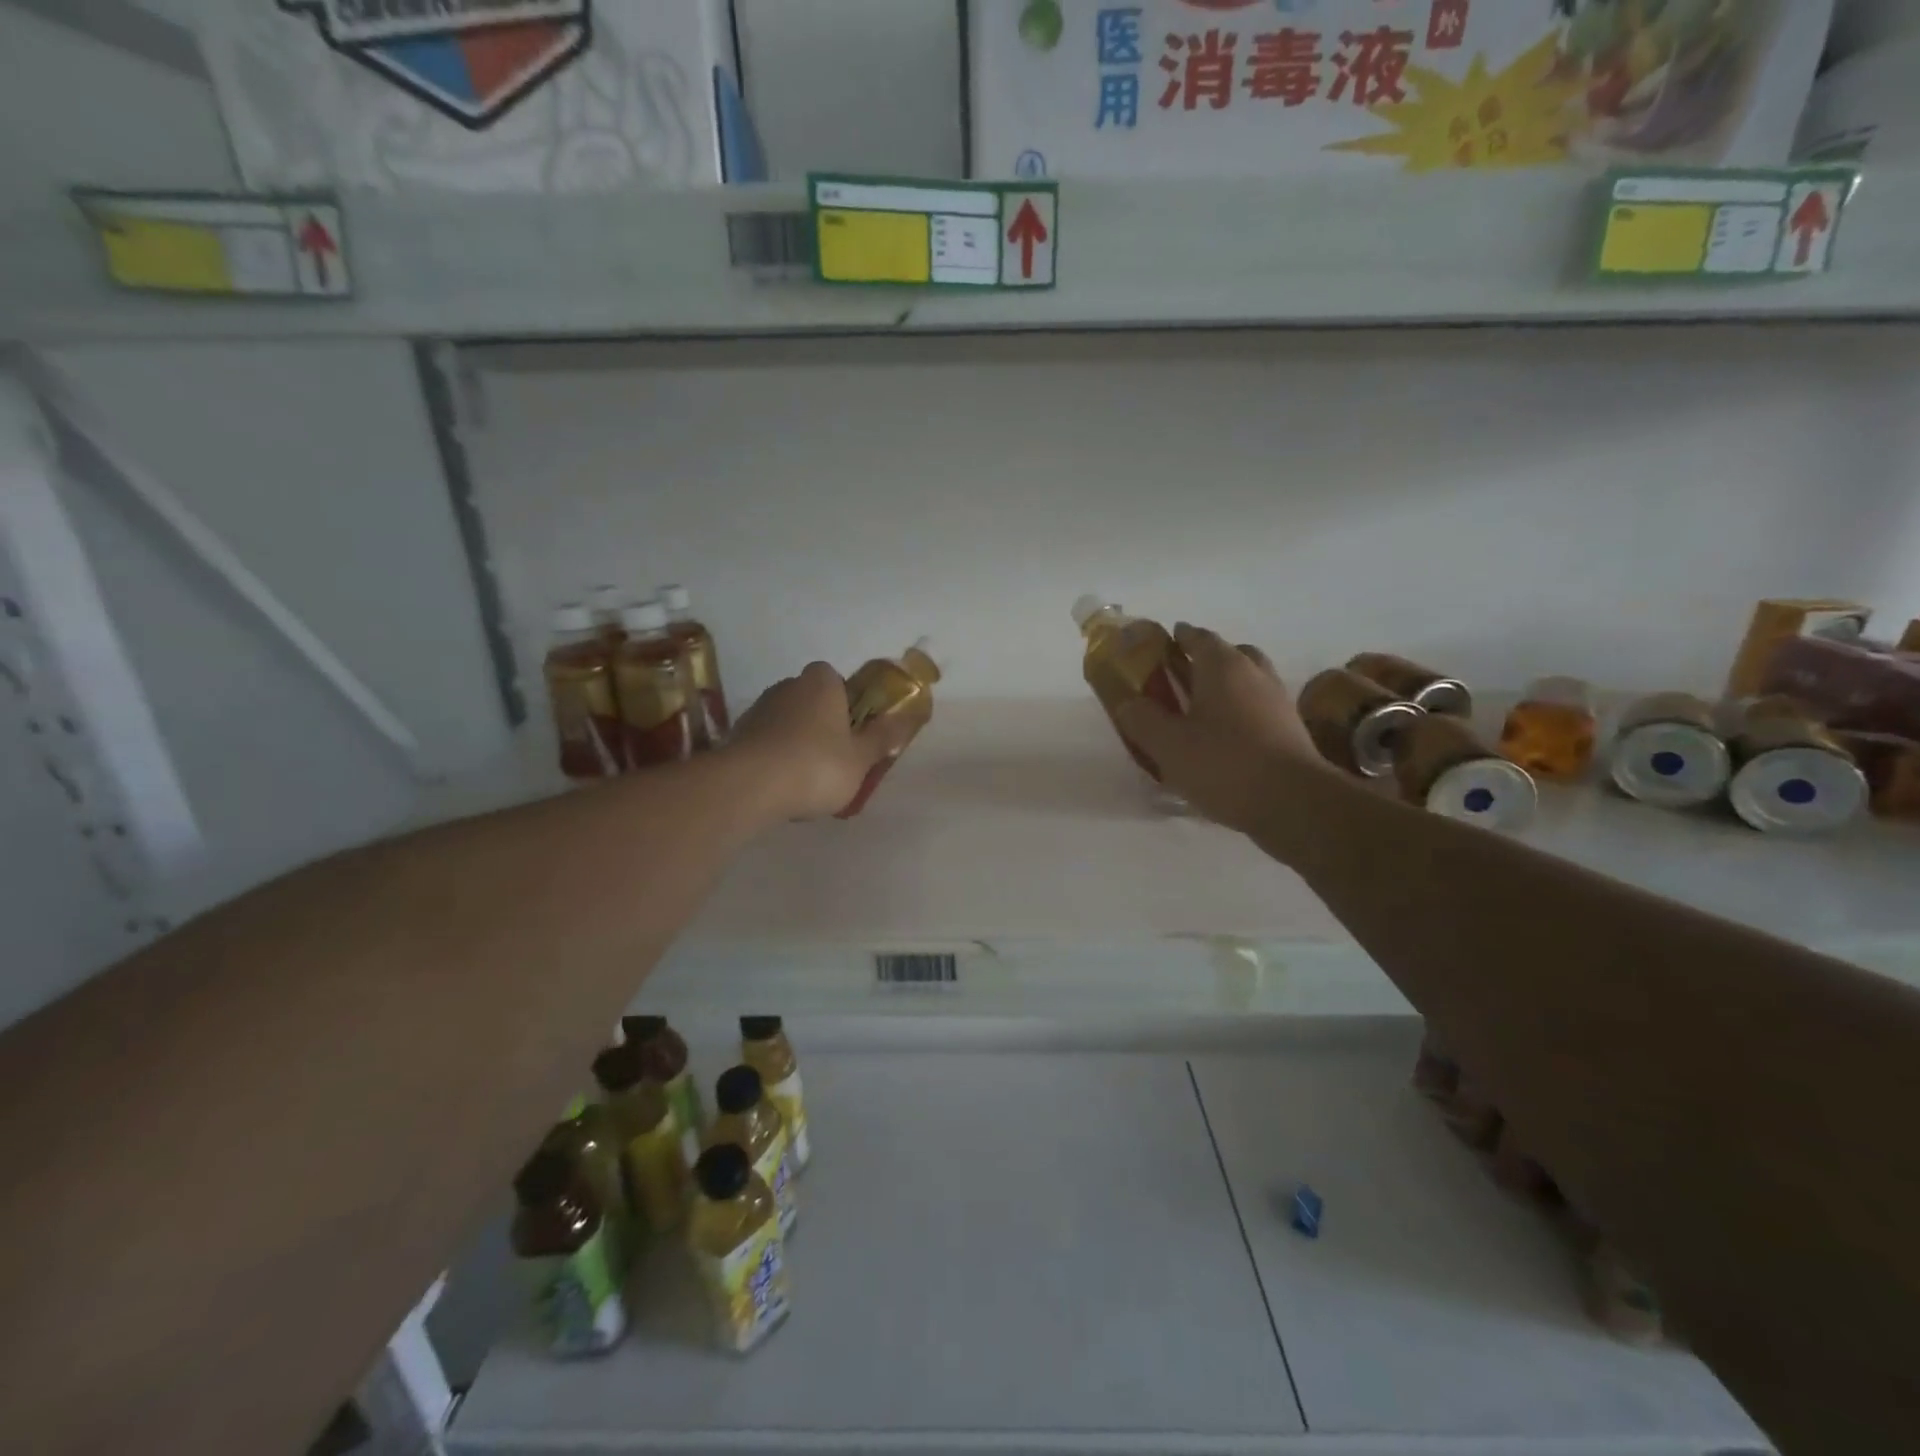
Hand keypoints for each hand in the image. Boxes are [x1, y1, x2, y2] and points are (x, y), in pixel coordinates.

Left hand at [727, 662, 912, 819]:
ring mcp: (758, 709)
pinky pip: (766, 742)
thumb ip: (883, 737)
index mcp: (821, 682)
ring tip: (807, 781)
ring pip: (787, 722)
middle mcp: (787, 686)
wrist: (749, 787)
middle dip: (823, 724)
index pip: (837, 680)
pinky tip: (782, 786)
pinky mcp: (737, 735)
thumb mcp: (861, 758)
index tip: (853, 732)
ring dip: (797, 742)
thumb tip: (907, 718)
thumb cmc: (816, 766)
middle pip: (811, 701)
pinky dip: (775, 758)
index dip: (847, 703)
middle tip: (836, 759)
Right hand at [1114, 623, 1331, 834]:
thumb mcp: (1167, 744)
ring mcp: (1278, 702)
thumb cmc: (1223, 763)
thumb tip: (1128, 702)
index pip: (1199, 637)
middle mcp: (1254, 674)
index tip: (1165, 641)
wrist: (1294, 802)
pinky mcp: (1291, 731)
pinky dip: (1241, 713)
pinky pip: (1259, 709)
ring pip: (1249, 681)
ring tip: (1202, 709)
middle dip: (1206, 660)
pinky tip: (1225, 738)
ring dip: (1226, 687)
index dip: (1180, 637)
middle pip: (1230, 654)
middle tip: (1182, 676)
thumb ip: (1142, 719)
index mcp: (1223, 666)